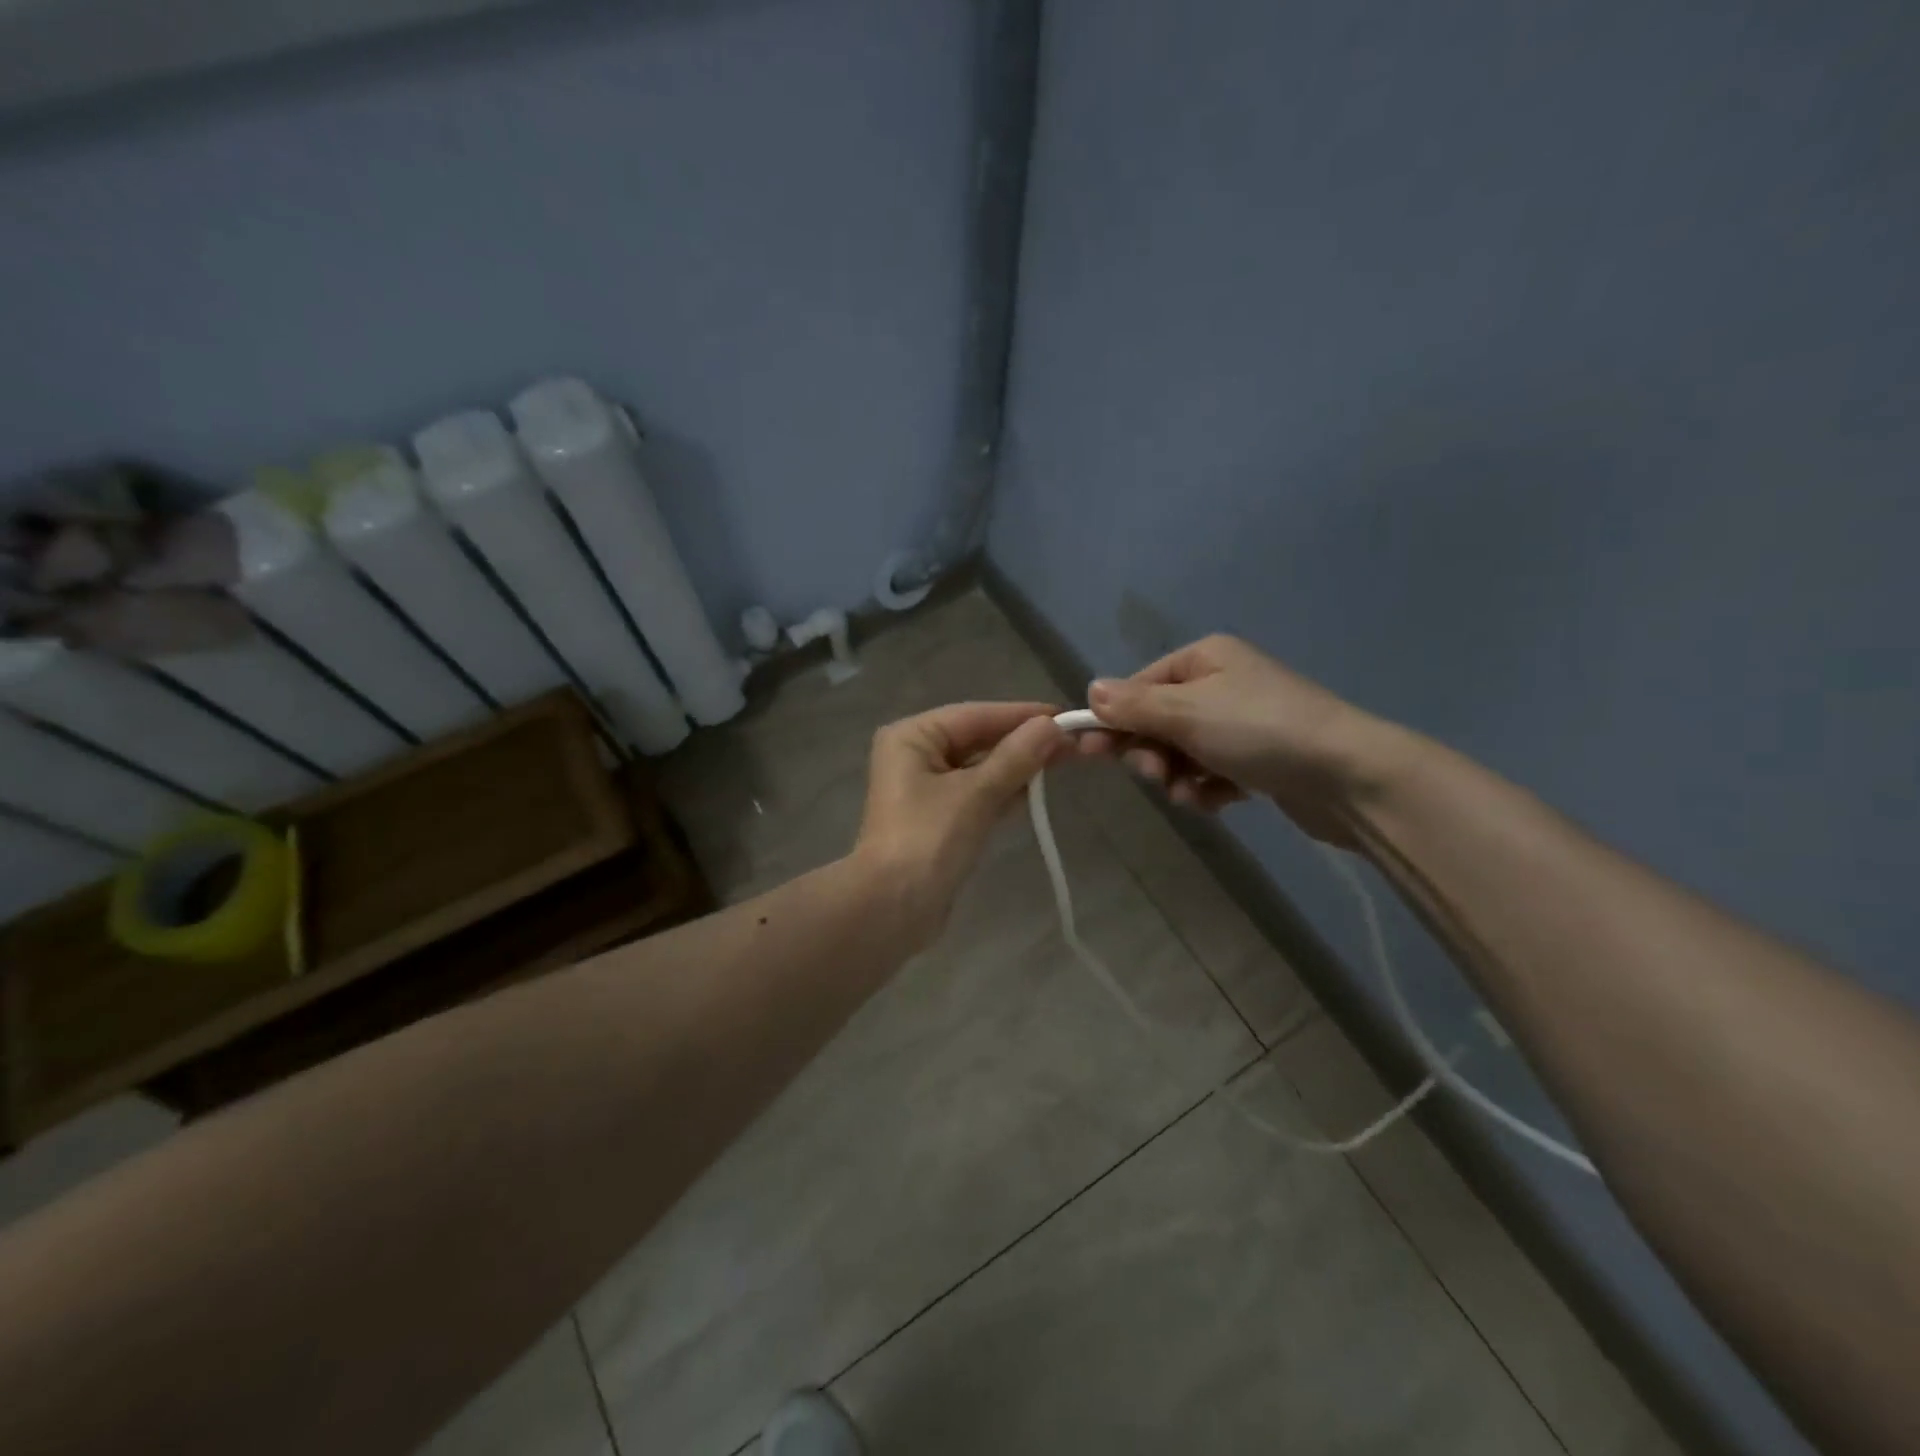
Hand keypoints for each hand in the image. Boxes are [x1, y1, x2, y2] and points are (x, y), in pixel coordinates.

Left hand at [854, 701, 1066, 934]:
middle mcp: (915, 755)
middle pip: (978, 739)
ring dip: (1017, 767)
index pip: (976, 715)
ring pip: (980, 768)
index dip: (1022, 715)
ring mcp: (925, 789)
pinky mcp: (938, 819)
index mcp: (912, 737)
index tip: (1067, 716)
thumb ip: (1016, 757)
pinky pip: (977, 794)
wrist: (892, 910)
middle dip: (1023, 742)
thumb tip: (1053, 725)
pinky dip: (1004, 792)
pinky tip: (1036, 793)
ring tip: (1065, 762)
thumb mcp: (976, 794)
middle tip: (1074, 744)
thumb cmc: (928, 840)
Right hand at [1078, 636, 1392, 844]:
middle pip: (1157, 721)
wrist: (1348, 776)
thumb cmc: (1259, 730)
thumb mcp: (1187, 712)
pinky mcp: (1257, 758)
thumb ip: (1133, 705)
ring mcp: (1241, 722)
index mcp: (1203, 659)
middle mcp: (1220, 683)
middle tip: (1158, 776)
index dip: (1114, 720)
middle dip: (1152, 754)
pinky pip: (1211, 772)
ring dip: (1178, 777)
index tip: (1091, 752)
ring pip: (1182, 752)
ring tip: (1193, 794)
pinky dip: (1207, 788)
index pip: (1138, 686)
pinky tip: (1219, 801)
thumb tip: (1090, 690)